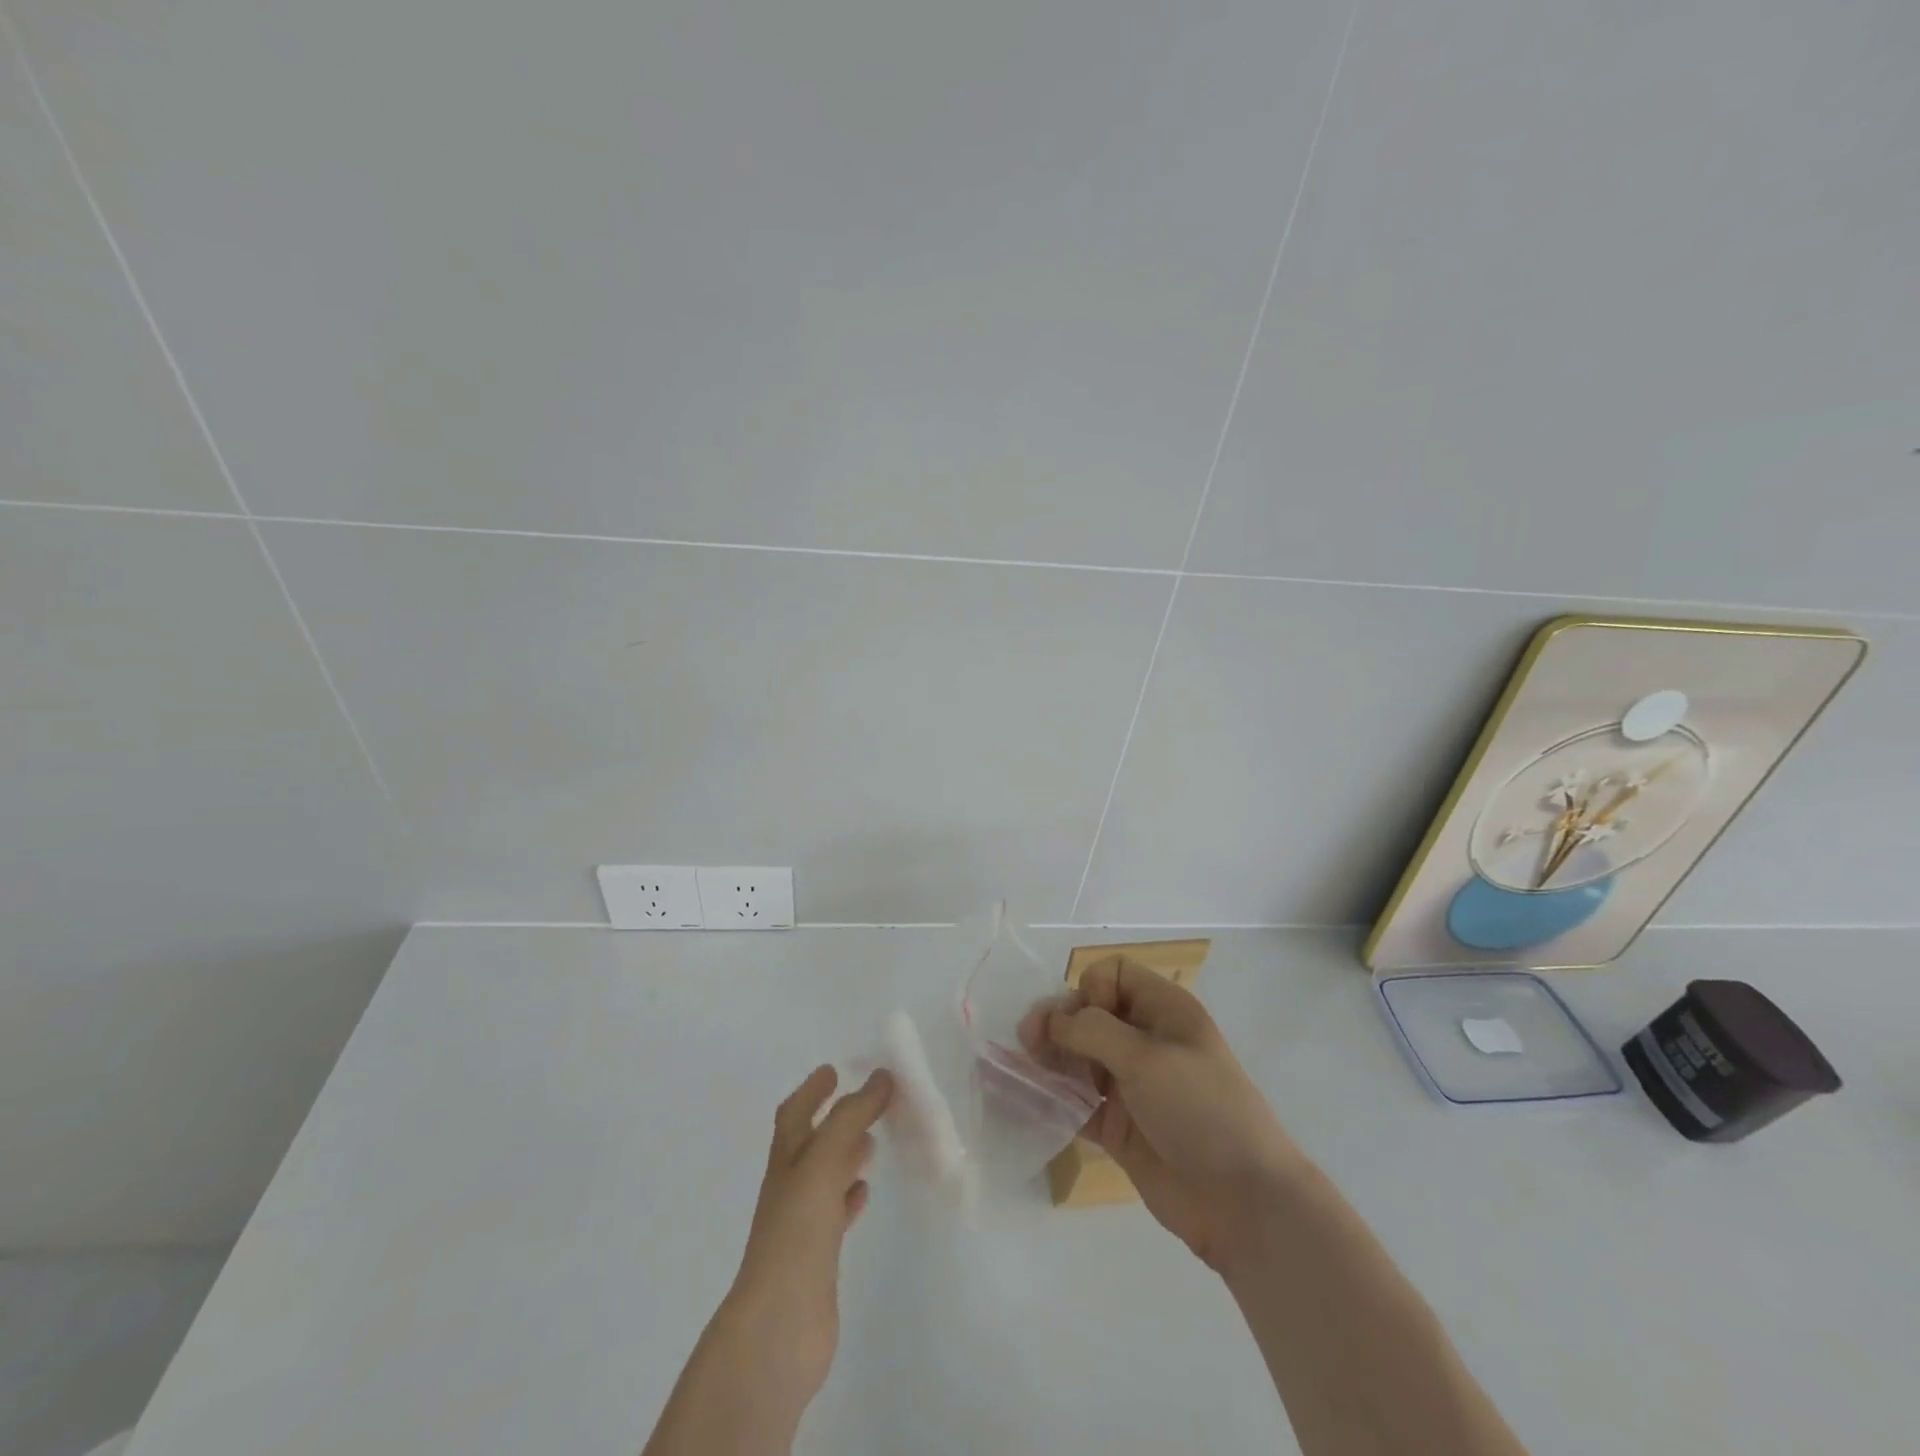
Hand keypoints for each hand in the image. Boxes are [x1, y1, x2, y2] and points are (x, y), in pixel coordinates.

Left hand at [714, 1066, 892, 1417]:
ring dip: (846, 1156)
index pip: (795, 1113)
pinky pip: (835, 1214)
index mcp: (786, 1161)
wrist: (778, 1328)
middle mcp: (790, 1188)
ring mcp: (802, 1225)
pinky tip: (865, 1193)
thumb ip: (851, 1117)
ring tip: (873, 1142)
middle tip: (868, 1102)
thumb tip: (881, 1077)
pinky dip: (849, 1196)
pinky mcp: (818, 1258)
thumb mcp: (823, 1162)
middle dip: (835, 1119)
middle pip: (812, 1143)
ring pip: (826, 1177)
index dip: (812, 1090)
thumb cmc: (796, 1234)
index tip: (833, 1070)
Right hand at [1047, 958, 1301, 1271]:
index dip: (1090, 990)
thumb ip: (1092, 1031)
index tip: (1083, 1019)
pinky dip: (1055, 1099)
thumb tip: (1051, 1020)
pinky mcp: (1120, 1127)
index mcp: (1164, 1011)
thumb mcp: (1147, 1057)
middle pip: (1089, 1016)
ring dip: (1051, 1060)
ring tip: (1023, 1070)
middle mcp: (1146, 1041)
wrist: (1244, 1202)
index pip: (1113, 976)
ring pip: (1080, 1058)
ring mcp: (1132, 1086)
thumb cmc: (1200, 1109)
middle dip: (1058, 1024)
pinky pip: (1079, 1102)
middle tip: (1028, 1042)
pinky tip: (1028, 1100)